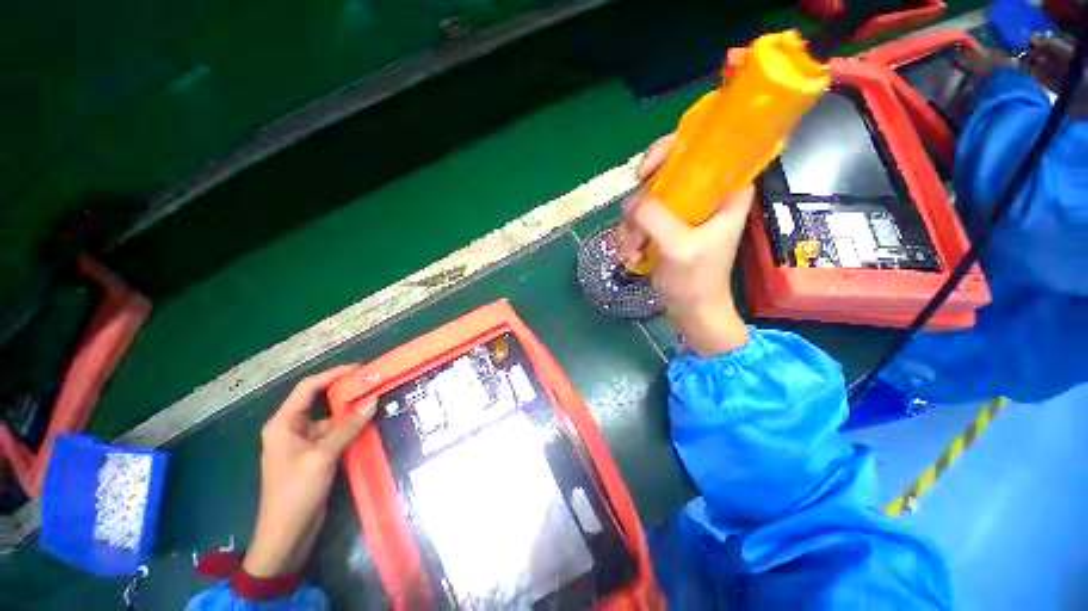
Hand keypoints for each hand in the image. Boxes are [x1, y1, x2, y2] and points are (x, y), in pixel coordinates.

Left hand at [242, 366, 375, 576]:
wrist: (286, 535)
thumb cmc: (295, 492)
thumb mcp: (322, 456)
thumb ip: (348, 427)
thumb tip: (373, 401)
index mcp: (283, 424)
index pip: (308, 388)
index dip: (333, 375)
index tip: (360, 369)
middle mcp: (293, 429)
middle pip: (321, 401)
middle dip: (347, 392)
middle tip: (374, 383)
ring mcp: (305, 444)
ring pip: (332, 419)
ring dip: (352, 412)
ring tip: (379, 401)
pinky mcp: (316, 456)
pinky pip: (336, 435)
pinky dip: (352, 429)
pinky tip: (371, 424)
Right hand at [616, 134, 752, 356]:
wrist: (692, 312)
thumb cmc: (697, 282)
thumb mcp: (679, 248)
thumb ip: (656, 218)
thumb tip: (630, 202)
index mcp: (726, 192)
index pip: (705, 149)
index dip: (672, 149)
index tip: (645, 172)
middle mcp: (704, 196)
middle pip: (666, 173)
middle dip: (642, 201)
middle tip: (632, 223)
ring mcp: (682, 213)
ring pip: (647, 200)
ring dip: (632, 227)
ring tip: (631, 252)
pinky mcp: (666, 228)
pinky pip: (640, 220)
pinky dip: (631, 237)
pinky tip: (631, 257)